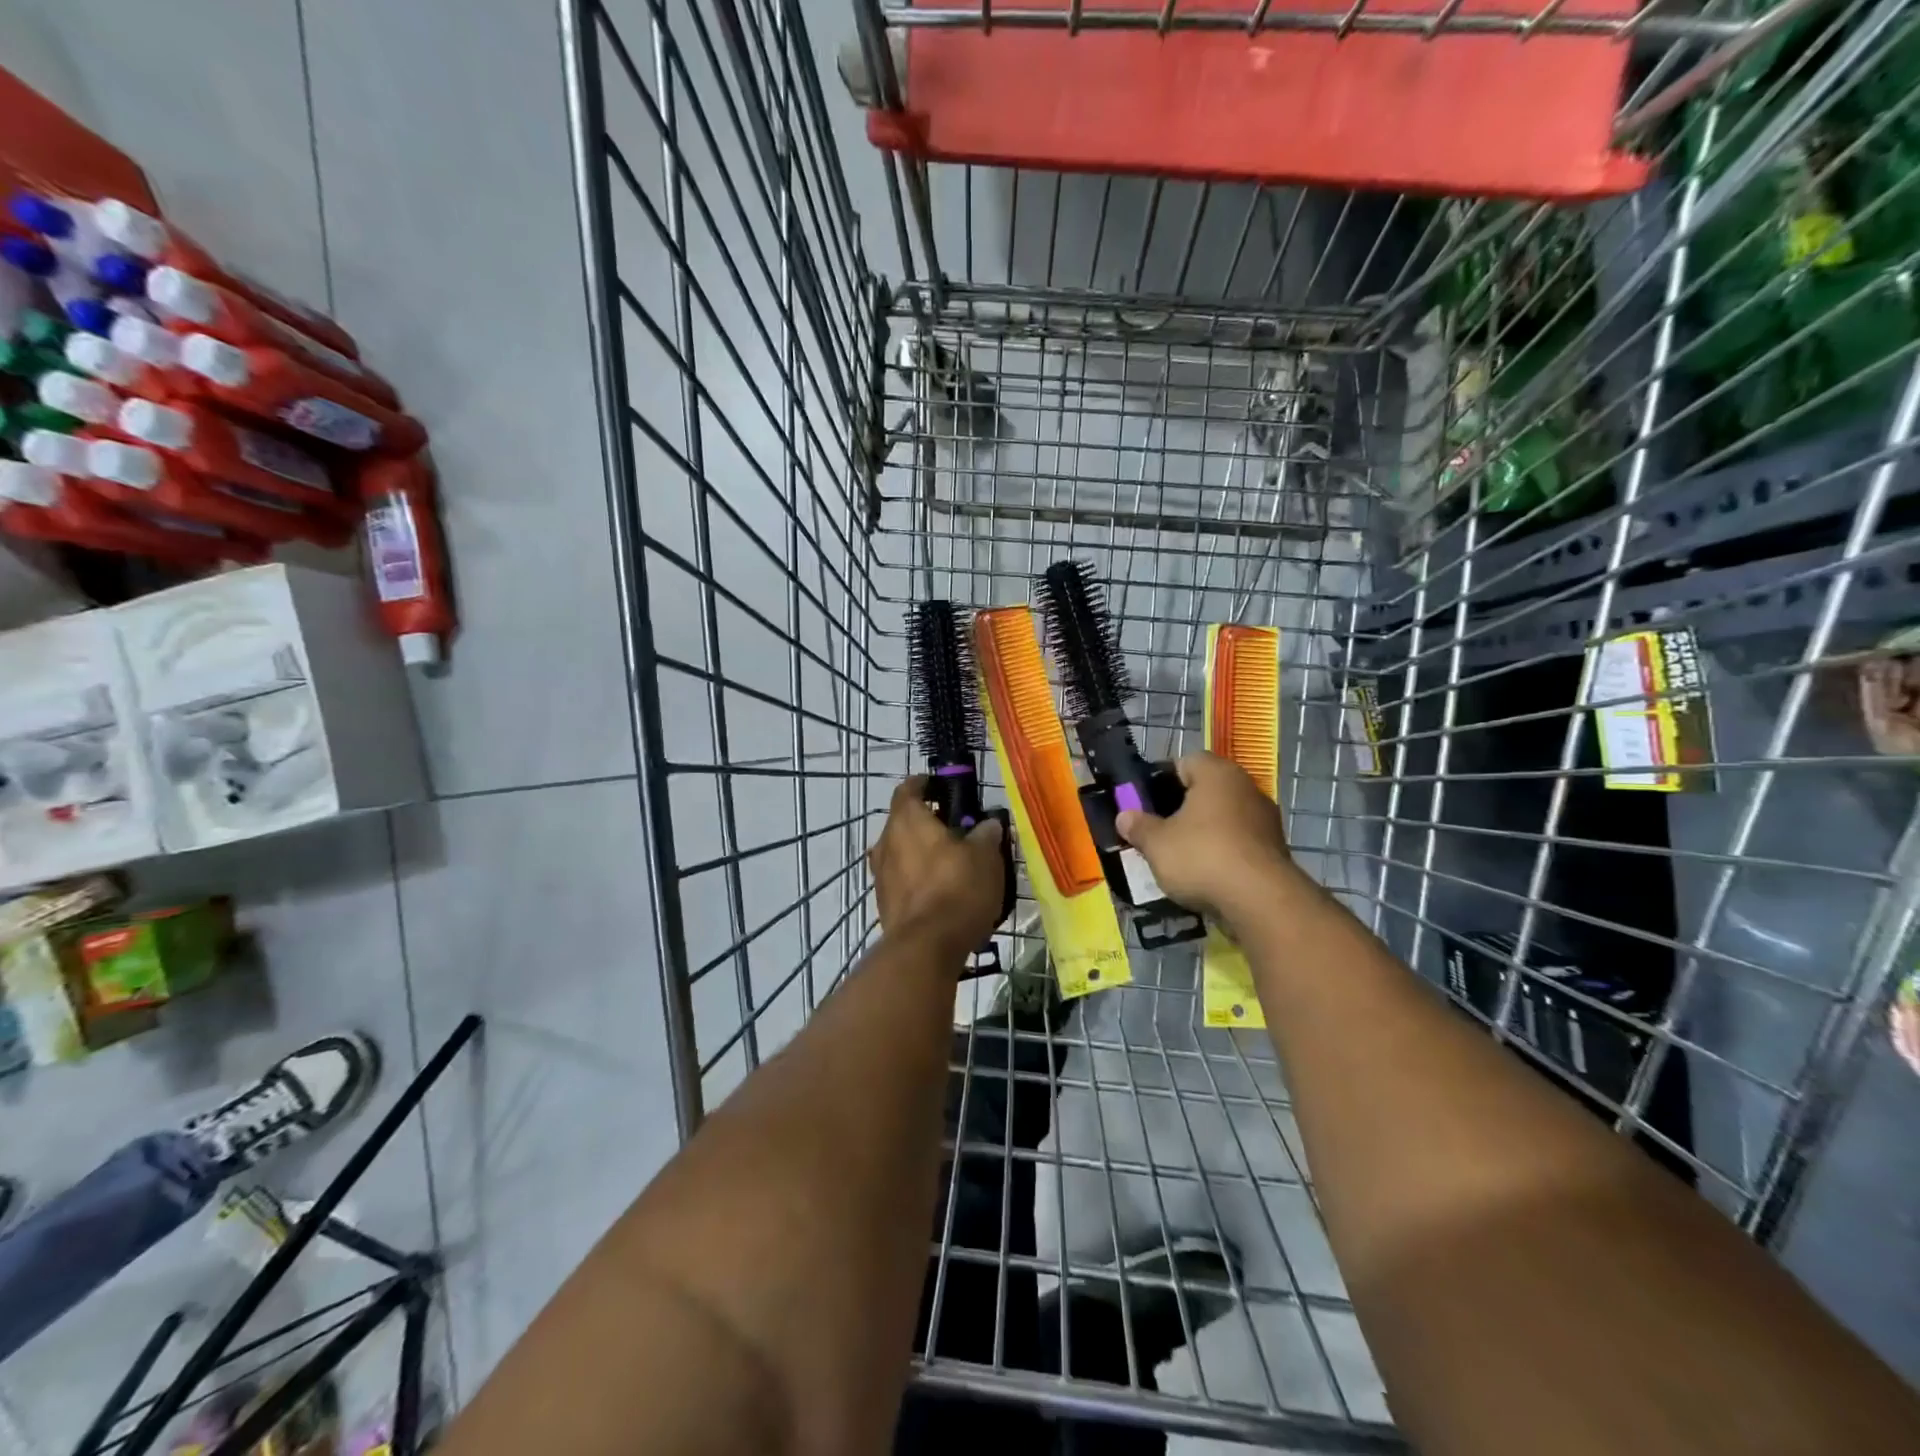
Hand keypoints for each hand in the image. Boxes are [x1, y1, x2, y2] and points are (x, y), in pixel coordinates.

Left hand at [869, 777, 1005, 958]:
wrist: (926, 947)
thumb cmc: (957, 888)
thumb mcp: (985, 857)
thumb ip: (985, 835)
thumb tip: (987, 824)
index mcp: (906, 820)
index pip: (909, 789)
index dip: (925, 784)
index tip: (941, 786)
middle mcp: (886, 842)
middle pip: (904, 822)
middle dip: (927, 823)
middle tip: (957, 829)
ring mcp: (881, 875)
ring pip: (902, 853)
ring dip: (922, 853)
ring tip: (953, 863)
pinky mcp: (884, 904)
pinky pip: (903, 881)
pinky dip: (919, 880)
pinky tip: (943, 892)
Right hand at [1114, 752, 1298, 922]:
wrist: (1261, 901)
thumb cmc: (1202, 857)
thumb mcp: (1156, 844)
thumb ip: (1139, 827)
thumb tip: (1125, 816)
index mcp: (1217, 774)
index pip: (1185, 762)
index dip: (1162, 780)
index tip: (1145, 804)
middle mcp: (1246, 787)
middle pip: (1206, 790)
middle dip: (1182, 808)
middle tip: (1159, 830)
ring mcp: (1265, 819)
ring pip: (1224, 817)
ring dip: (1205, 832)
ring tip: (1181, 857)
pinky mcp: (1276, 849)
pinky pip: (1239, 842)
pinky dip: (1223, 852)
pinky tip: (1207, 874)